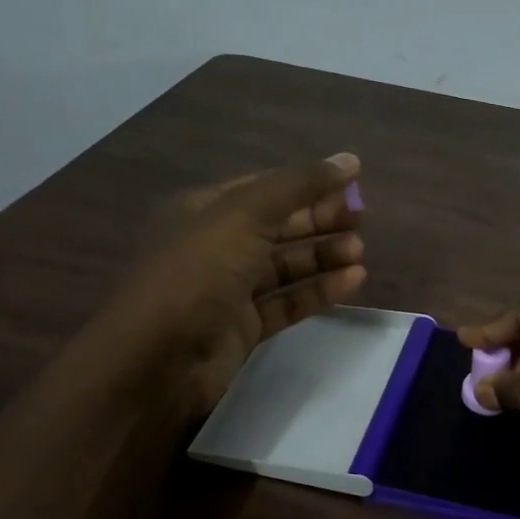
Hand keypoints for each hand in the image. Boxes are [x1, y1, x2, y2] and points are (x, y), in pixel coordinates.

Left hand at [86, 153, 366, 413]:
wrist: (158, 358)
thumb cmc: (198, 273)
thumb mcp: (245, 215)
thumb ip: (298, 185)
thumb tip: (349, 160)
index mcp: (204, 210)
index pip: (265, 188)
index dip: (308, 183)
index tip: (354, 184)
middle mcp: (215, 246)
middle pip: (278, 226)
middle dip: (319, 220)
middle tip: (361, 220)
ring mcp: (229, 289)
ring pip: (285, 267)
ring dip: (322, 256)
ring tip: (358, 252)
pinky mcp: (243, 327)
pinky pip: (287, 302)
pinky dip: (318, 291)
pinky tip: (351, 281)